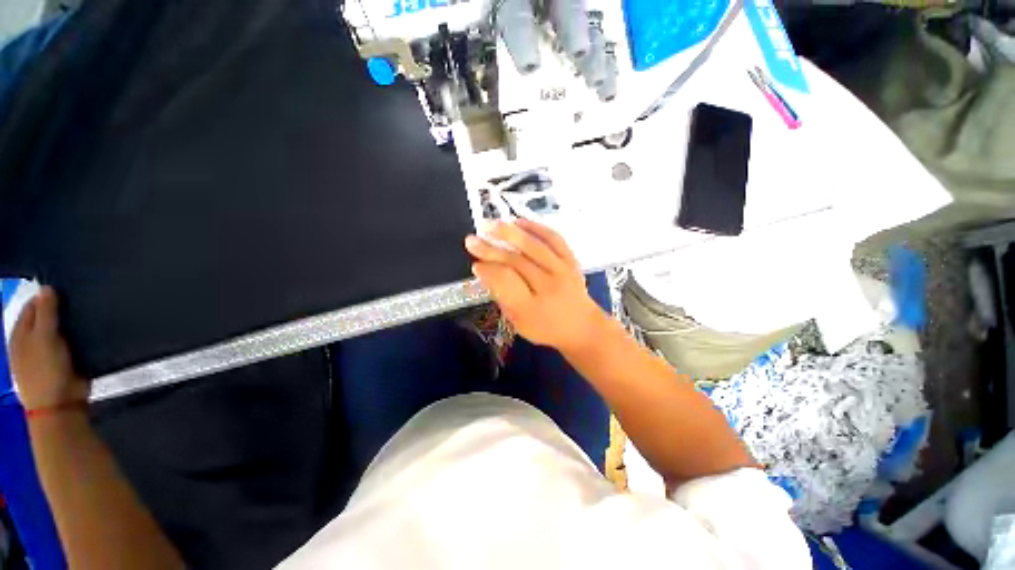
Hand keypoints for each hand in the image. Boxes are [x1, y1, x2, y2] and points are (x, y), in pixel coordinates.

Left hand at [10, 286, 89, 409]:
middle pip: (47, 317)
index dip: (48, 296)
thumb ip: (45, 313)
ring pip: (61, 330)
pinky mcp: (65, 360)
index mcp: (21, 332)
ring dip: (72, 324)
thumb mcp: (44, 339)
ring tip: (90, 314)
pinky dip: (80, 337)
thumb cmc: (46, 370)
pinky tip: (91, 332)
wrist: (60, 405)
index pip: (33, 305)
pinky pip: (72, 343)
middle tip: (82, 300)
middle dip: (61, 310)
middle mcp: (32, 340)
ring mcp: (48, 352)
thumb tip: (47, 288)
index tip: (68, 288)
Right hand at [464, 219, 606, 352]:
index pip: (506, 282)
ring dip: (509, 233)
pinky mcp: (571, 260)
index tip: (475, 264)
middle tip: (471, 240)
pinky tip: (519, 222)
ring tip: (490, 224)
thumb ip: (502, 297)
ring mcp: (563, 271)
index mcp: (532, 308)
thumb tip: (486, 271)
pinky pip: (554, 239)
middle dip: (490, 250)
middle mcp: (549, 287)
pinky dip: (536, 228)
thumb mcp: (518, 322)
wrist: (582, 327)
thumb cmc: (545, 327)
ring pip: (533, 246)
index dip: (488, 270)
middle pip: (516, 262)